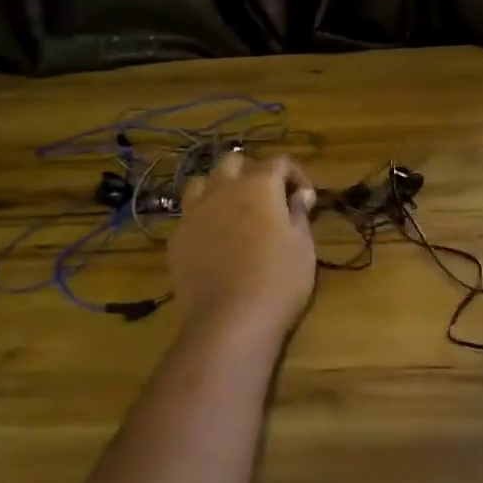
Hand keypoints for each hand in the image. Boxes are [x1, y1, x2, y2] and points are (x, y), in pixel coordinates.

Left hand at [173, 151, 317, 340]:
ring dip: (220, 188)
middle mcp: (222, 189)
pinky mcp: (177, 238)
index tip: (305, 199)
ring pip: (203, 182)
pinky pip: (190, 215)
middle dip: (253, 172)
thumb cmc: (279, 279)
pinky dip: (204, 218)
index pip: (278, 162)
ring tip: (234, 210)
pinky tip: (215, 240)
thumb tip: (300, 195)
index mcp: (259, 185)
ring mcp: (194, 212)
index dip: (295, 175)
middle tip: (268, 198)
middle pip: (234, 162)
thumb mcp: (302, 246)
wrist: (230, 320)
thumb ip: (299, 213)